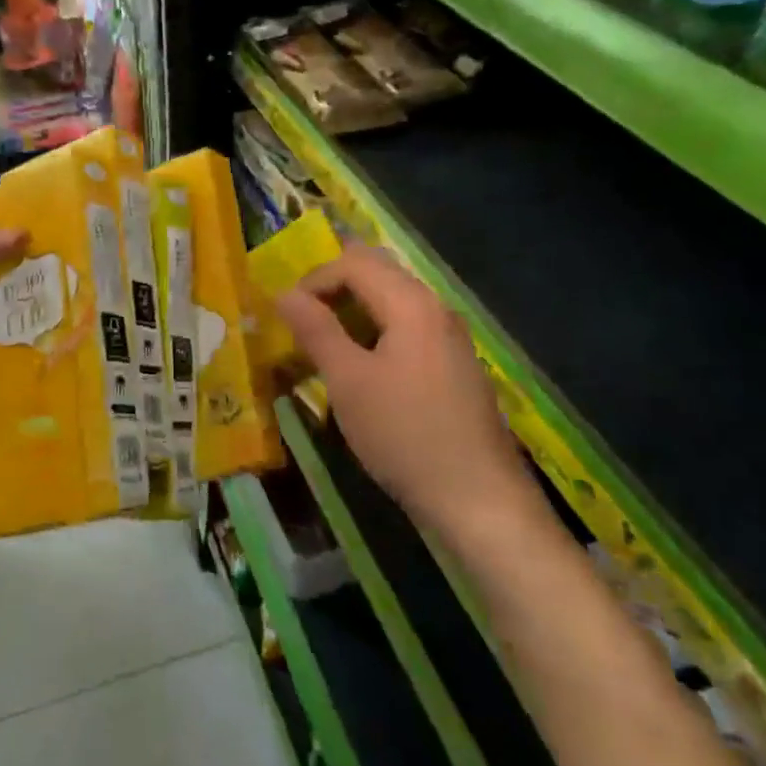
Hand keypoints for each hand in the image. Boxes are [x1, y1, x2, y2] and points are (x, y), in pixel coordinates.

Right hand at [274, 244, 535, 532]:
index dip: (313, 280)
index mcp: (411, 303)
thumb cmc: (406, 435)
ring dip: (353, 310)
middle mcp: (435, 307)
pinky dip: (376, 330)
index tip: (287, 317)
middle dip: (333, 288)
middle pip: (377, 272)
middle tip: (302, 321)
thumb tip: (284, 293)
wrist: (481, 502)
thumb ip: (316, 330)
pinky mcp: (454, 363)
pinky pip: (407, 325)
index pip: (352, 263)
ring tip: (325, 344)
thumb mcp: (348, 382)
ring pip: (392, 299)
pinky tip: (362, 367)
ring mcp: (450, 335)